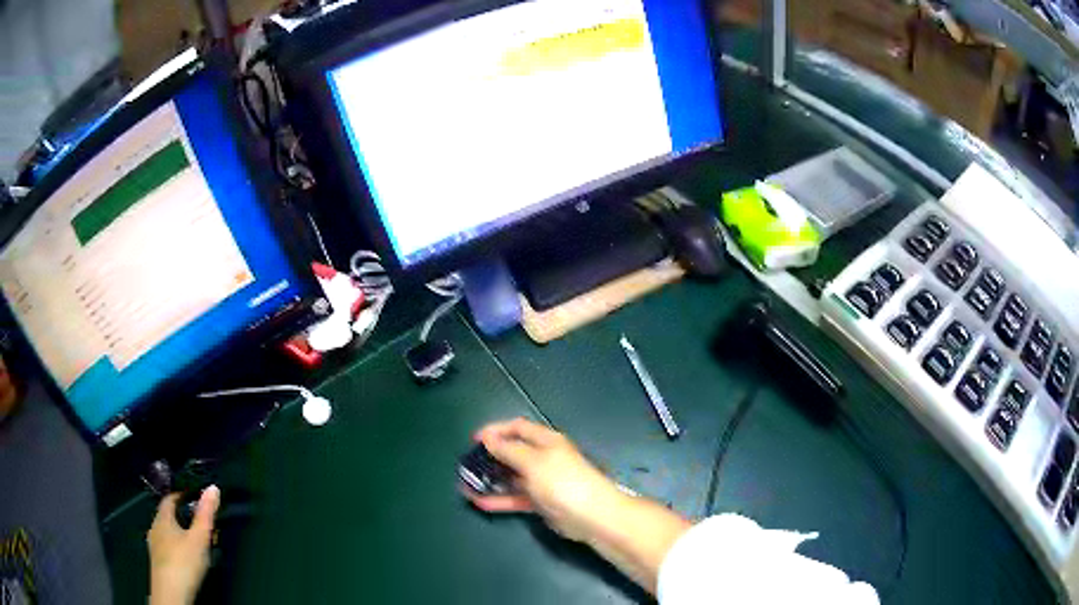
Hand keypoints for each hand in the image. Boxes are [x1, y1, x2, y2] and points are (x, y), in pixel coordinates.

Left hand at [147, 486, 219, 604]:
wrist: (171, 592)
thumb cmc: (183, 562)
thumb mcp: (199, 538)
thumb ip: (206, 515)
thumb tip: (213, 488)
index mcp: (163, 518)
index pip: (170, 499)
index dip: (182, 496)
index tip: (194, 498)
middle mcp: (155, 528)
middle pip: (169, 516)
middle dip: (183, 517)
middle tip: (199, 523)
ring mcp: (155, 546)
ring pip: (168, 533)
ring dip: (180, 534)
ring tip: (196, 542)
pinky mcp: (158, 562)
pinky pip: (167, 547)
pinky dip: (177, 547)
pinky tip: (187, 558)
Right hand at [462, 419, 690, 594]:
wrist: (591, 516)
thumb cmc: (563, 482)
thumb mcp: (533, 461)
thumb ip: (509, 450)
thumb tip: (488, 437)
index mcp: (546, 441)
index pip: (517, 428)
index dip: (495, 430)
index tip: (473, 440)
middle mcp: (543, 458)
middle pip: (512, 453)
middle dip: (489, 457)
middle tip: (467, 464)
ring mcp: (542, 481)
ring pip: (511, 477)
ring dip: (490, 480)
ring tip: (466, 484)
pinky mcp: (541, 502)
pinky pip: (515, 497)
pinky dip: (499, 499)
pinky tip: (480, 502)